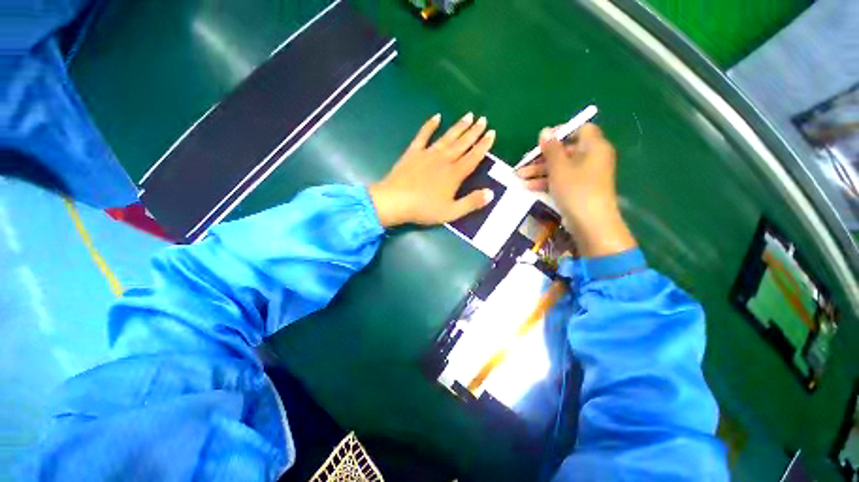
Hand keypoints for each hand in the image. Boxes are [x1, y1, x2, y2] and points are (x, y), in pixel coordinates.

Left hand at [369, 113, 495, 227]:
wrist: (395, 201)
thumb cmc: (424, 209)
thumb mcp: (451, 212)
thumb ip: (471, 202)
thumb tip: (491, 193)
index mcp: (454, 174)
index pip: (473, 157)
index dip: (484, 145)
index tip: (492, 133)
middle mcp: (444, 160)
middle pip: (462, 144)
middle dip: (474, 132)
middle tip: (483, 119)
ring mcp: (427, 154)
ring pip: (447, 137)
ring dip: (458, 126)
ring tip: (468, 115)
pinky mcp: (413, 153)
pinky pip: (423, 135)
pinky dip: (430, 125)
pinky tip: (436, 116)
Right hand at [517, 123, 635, 256]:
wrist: (591, 223)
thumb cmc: (576, 189)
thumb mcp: (559, 167)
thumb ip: (551, 149)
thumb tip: (545, 131)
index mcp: (593, 147)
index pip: (580, 129)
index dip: (560, 132)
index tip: (542, 141)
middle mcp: (592, 158)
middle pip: (565, 151)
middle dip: (542, 157)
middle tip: (523, 164)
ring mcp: (586, 175)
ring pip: (560, 167)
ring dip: (539, 171)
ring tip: (519, 177)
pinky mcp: (579, 189)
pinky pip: (562, 180)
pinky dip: (546, 181)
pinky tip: (528, 187)